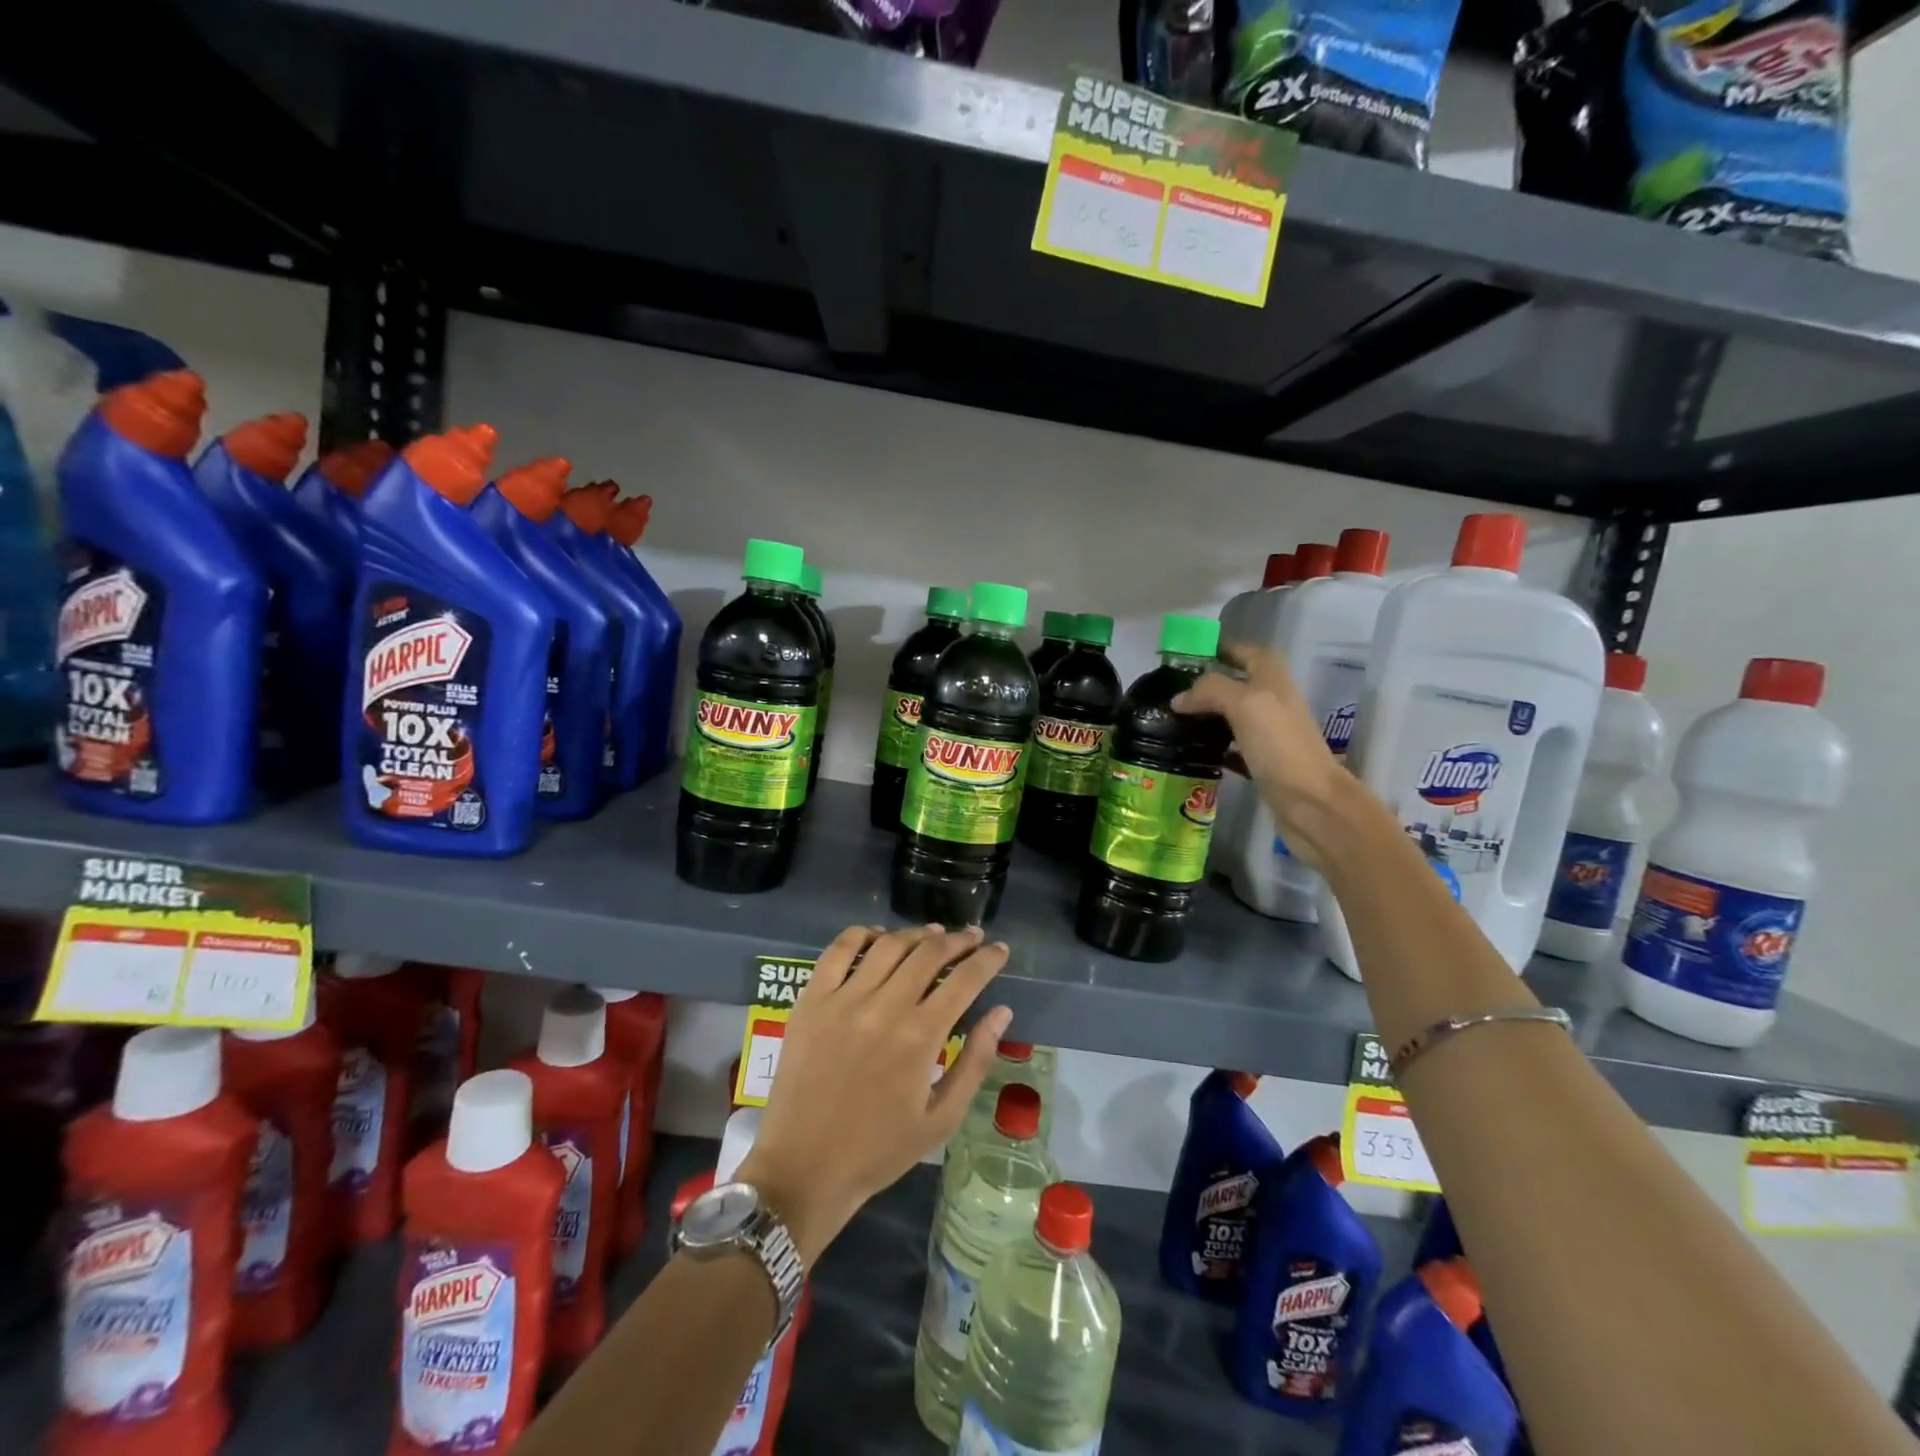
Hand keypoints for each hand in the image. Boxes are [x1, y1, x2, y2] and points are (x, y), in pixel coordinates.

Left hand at [737, 924, 1012, 1264]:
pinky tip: (878, 936)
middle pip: (928, 953)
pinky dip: (862, 934)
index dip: (987, 959)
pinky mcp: (811, 1001)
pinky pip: (838, 951)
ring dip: (916, 934)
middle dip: (957, 940)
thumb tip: (1002, 1013)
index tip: (999, 949)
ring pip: (888, 946)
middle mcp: (884, 1007)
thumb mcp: (941, 1119)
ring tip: (933, 934)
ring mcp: (843, 1000)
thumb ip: (975, 1062)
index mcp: (920, 1037)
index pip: (965, 980)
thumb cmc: (879, 1150)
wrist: (804, 1169)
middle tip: (971, 937)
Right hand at [1171, 643, 1355, 870]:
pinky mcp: (1263, 765)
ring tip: (1174, 718)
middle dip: (1208, 684)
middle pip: (1239, 684)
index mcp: (1274, 681)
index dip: (1225, 648)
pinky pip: (1233, 748)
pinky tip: (1191, 751)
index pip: (1249, 653)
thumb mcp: (1245, 704)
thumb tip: (1179, 698)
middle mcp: (1273, 704)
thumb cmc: (1281, 747)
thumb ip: (1211, 691)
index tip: (1190, 654)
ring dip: (1208, 714)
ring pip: (1233, 716)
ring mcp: (1270, 736)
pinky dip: (1213, 746)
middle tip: (1173, 690)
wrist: (1312, 804)